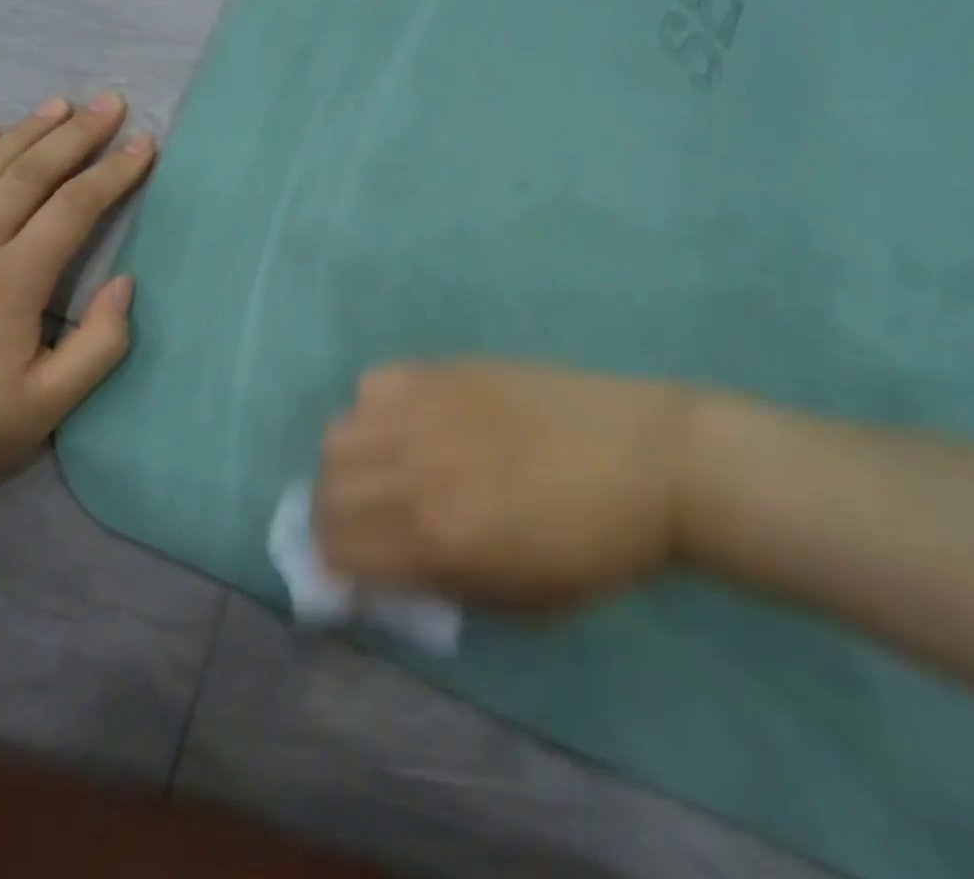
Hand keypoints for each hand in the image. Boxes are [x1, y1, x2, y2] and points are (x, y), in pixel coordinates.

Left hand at [0, 94, 154, 499]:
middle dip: (75, 134)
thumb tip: (125, 283)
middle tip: (108, 103)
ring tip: (57, 104)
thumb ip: (100, 343)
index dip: (112, 172)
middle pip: (29, 174)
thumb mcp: (52, 402)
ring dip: (24, 132)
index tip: (143, 144)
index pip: (74, 209)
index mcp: (12, 282)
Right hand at [315, 361, 704, 612]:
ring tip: (384, 468)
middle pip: (326, 489)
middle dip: (334, 517)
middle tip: (366, 523)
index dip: (334, 567)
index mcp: (435, 538)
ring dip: (349, 462)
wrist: (646, 459)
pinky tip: (410, 421)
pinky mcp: (444, 370)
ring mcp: (426, 410)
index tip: (352, 570)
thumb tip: (383, 571)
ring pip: (339, 433)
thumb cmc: (593, 547)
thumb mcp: (518, 601)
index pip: (336, 551)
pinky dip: (376, 408)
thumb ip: (438, 586)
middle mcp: (414, 470)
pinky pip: (375, 383)